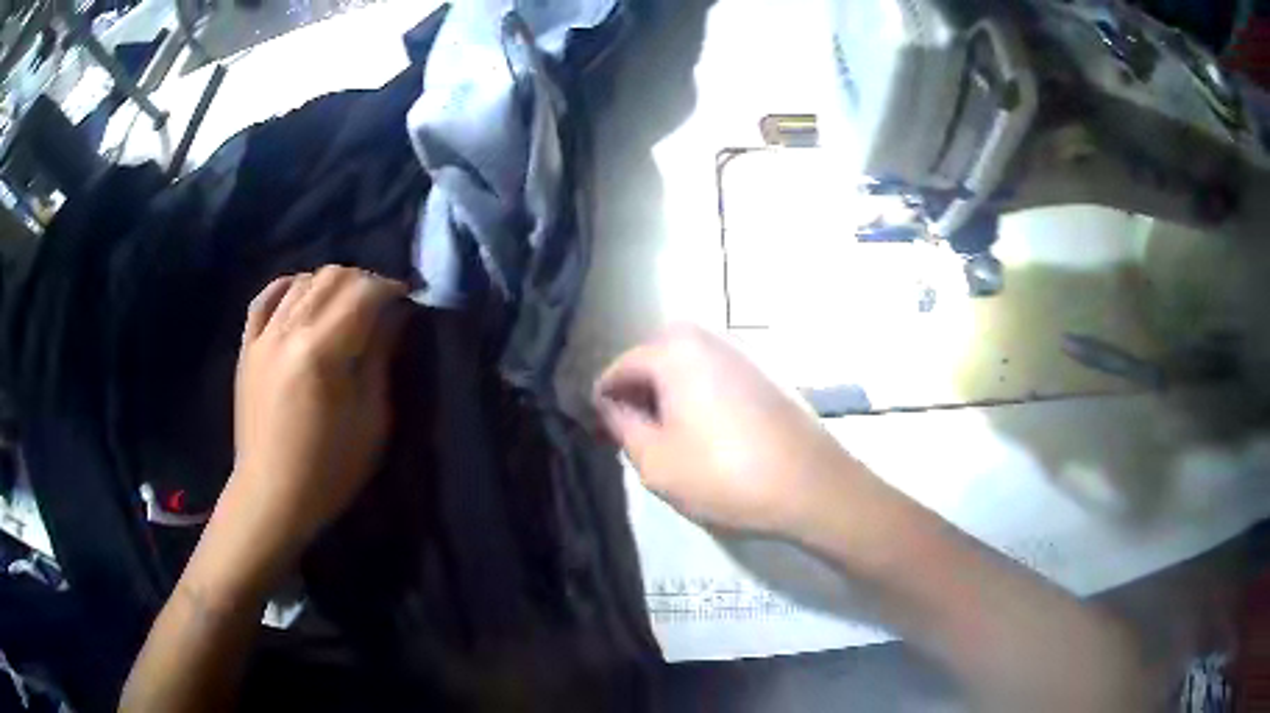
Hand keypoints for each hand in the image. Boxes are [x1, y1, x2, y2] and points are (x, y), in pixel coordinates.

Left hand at [216, 266, 408, 578]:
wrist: (272, 495)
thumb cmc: (330, 469)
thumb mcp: (372, 420)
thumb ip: (380, 358)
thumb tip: (395, 316)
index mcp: (322, 351)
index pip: (362, 292)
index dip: (391, 289)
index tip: (408, 301)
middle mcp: (289, 331)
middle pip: (332, 276)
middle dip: (364, 281)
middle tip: (382, 304)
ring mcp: (263, 336)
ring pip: (302, 281)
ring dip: (331, 283)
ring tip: (347, 305)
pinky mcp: (248, 347)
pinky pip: (266, 298)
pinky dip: (289, 287)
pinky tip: (302, 294)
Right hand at [594, 325, 860, 535]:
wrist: (812, 485)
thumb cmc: (725, 474)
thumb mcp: (655, 460)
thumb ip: (621, 425)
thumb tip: (609, 406)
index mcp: (674, 348)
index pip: (617, 370)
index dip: (603, 405)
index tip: (603, 438)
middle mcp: (707, 336)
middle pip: (651, 362)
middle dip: (638, 397)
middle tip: (637, 441)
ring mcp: (741, 350)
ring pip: (684, 369)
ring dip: (669, 398)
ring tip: (671, 442)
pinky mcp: (764, 371)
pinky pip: (714, 376)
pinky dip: (699, 398)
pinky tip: (708, 435)